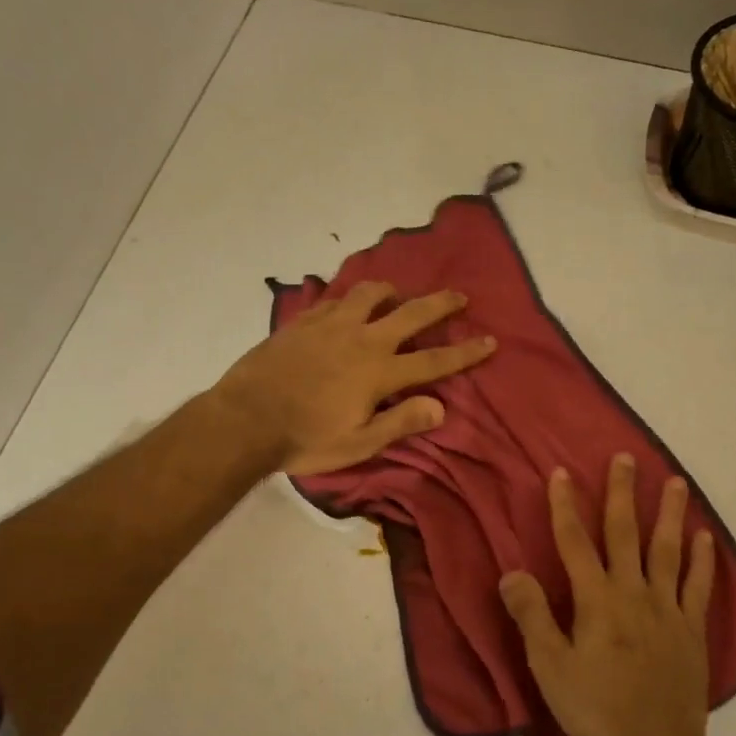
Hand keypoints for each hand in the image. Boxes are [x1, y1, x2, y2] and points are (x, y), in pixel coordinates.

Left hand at [214, 282, 495, 475]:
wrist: (245, 418)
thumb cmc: (305, 439)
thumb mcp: (358, 444)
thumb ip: (400, 423)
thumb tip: (441, 407)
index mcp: (379, 373)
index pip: (434, 360)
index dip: (465, 352)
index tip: (490, 341)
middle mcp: (362, 340)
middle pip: (411, 314)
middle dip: (440, 304)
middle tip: (459, 296)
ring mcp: (331, 325)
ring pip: (369, 294)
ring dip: (390, 291)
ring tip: (397, 293)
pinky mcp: (304, 321)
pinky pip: (334, 299)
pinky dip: (350, 298)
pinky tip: (348, 304)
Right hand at [499, 454, 715, 735]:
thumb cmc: (596, 706)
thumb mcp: (550, 666)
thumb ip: (532, 616)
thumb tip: (512, 572)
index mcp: (596, 600)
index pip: (575, 542)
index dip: (565, 506)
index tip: (561, 473)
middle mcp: (633, 592)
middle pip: (626, 533)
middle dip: (622, 494)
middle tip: (625, 459)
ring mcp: (668, 608)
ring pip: (668, 550)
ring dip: (670, 513)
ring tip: (675, 481)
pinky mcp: (692, 628)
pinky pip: (699, 586)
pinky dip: (703, 560)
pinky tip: (705, 537)